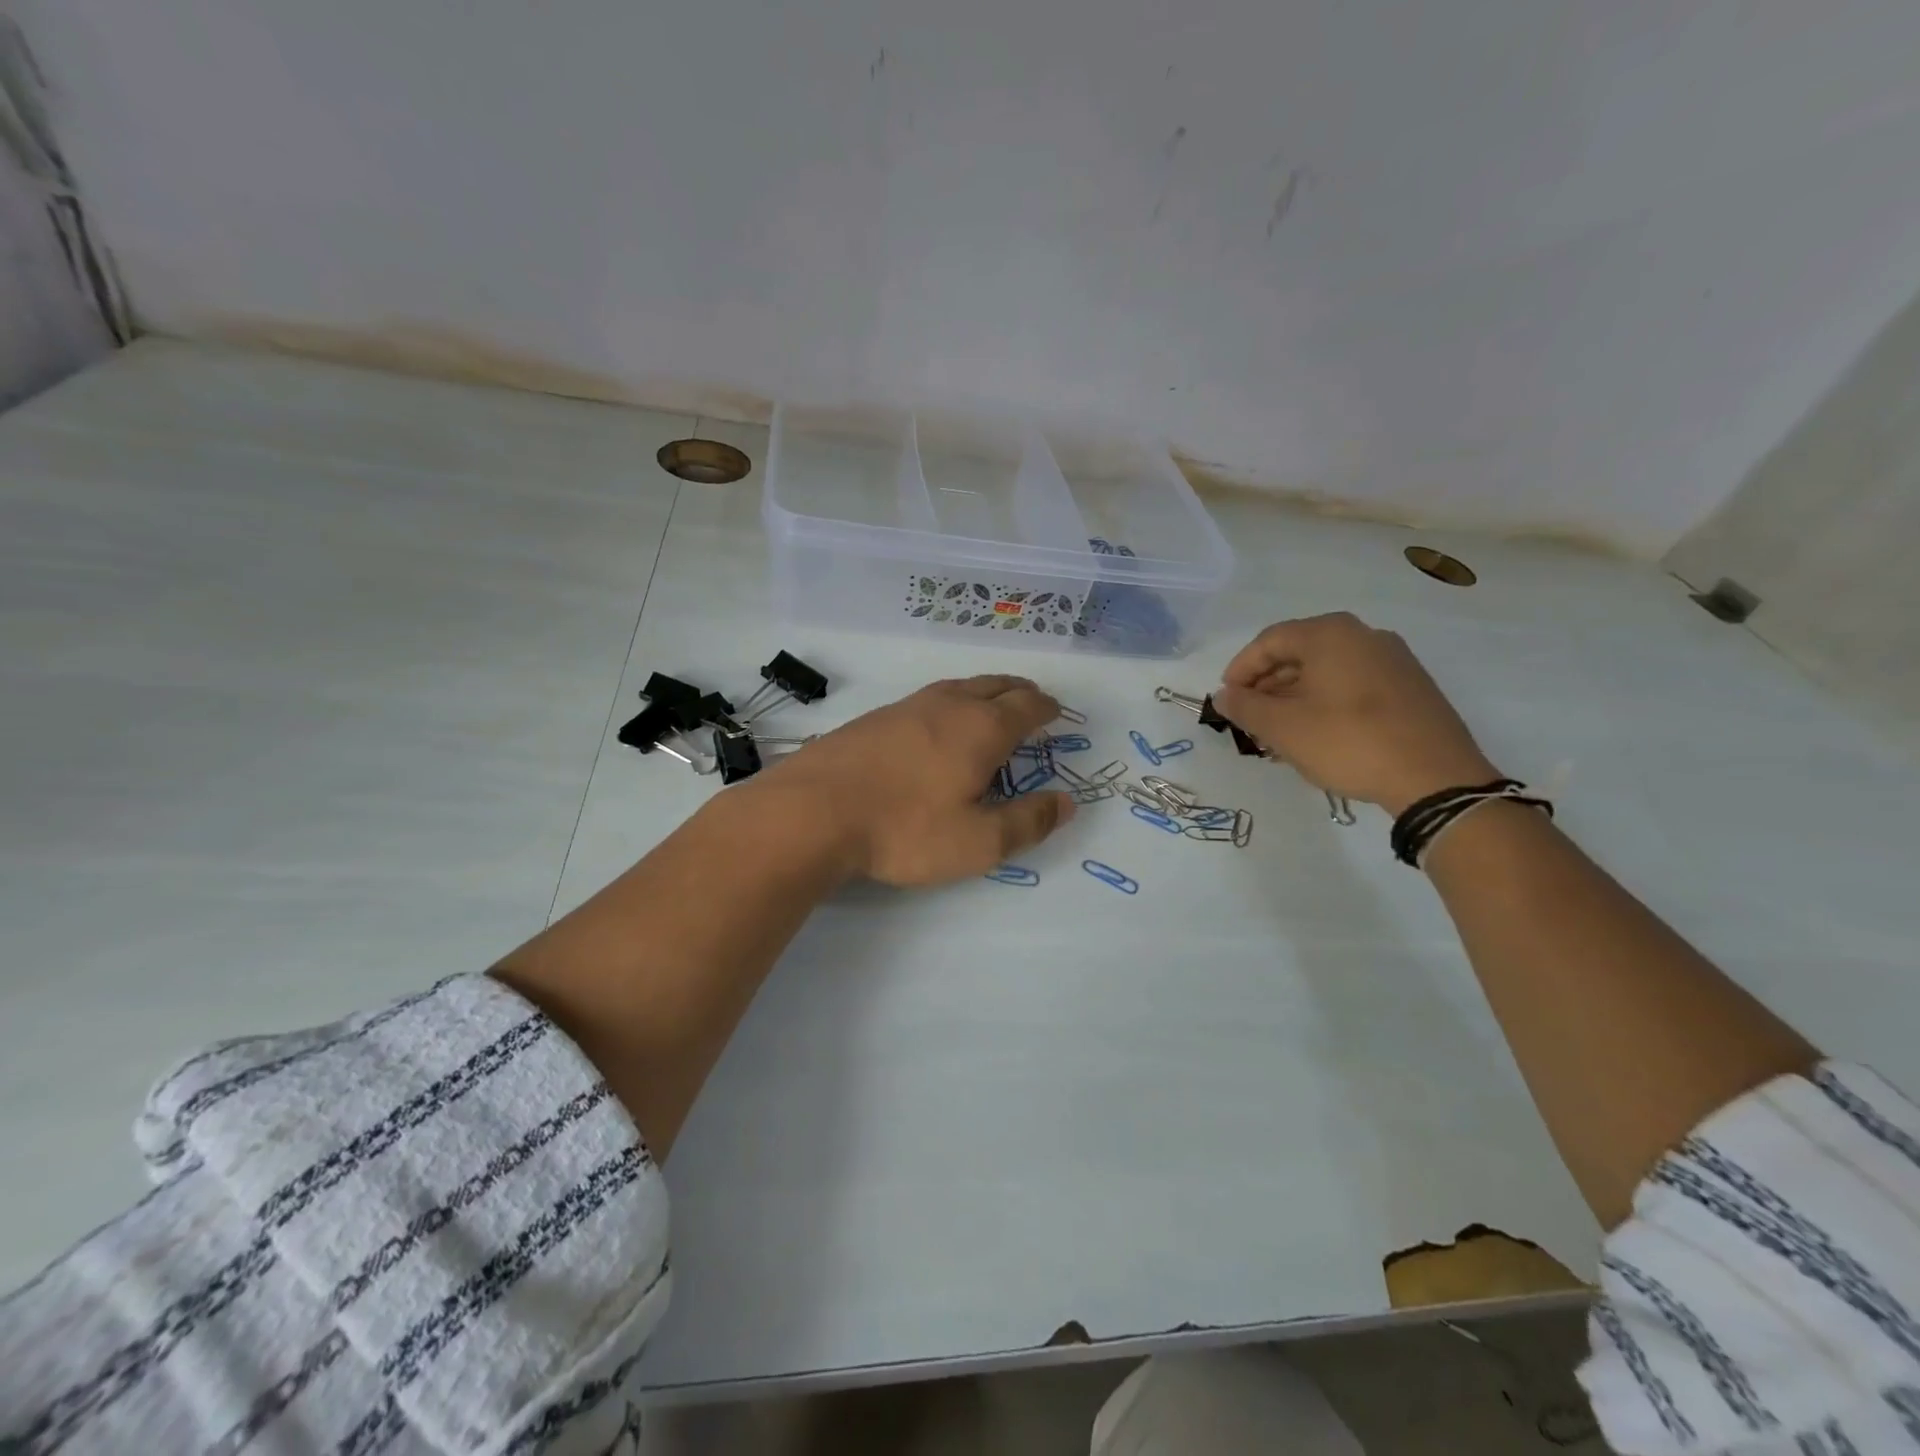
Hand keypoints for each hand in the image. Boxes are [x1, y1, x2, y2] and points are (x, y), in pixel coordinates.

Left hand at [757, 675, 1075, 885]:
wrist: (812, 812)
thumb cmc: (905, 829)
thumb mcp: (978, 842)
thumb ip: (1027, 822)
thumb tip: (1065, 802)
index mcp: (982, 728)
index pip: (1026, 705)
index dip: (1046, 708)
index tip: (1056, 712)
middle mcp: (948, 705)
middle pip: (994, 685)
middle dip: (1018, 691)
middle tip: (1030, 700)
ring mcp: (906, 707)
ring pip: (957, 687)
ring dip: (982, 693)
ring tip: (988, 707)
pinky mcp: (873, 719)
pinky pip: (925, 700)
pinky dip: (947, 705)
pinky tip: (934, 726)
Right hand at [1212, 613, 1498, 814]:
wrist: (1435, 777)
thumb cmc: (1348, 742)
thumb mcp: (1283, 728)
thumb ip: (1244, 707)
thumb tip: (1223, 696)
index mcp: (1330, 634)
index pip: (1269, 641)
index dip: (1240, 669)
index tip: (1226, 699)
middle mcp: (1364, 635)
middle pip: (1299, 652)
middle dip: (1268, 685)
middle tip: (1250, 717)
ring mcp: (1393, 659)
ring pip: (1327, 670)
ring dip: (1295, 696)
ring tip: (1279, 731)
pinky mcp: (1411, 686)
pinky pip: (1353, 684)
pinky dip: (1326, 701)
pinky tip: (1317, 733)